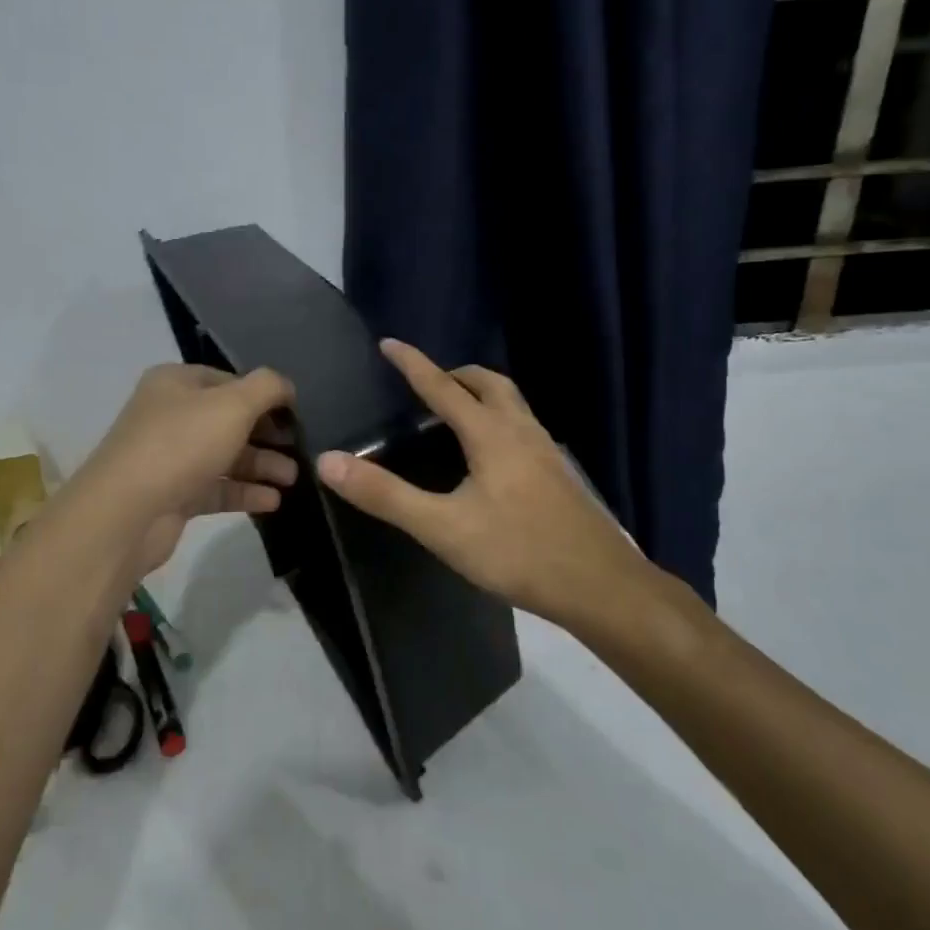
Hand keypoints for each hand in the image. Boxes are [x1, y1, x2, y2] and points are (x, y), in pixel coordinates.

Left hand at [72, 364, 297, 579]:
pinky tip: (272, 501)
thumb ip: (267, 388)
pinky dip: (244, 492)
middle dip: (266, 435)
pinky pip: (216, 488)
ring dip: (260, 465)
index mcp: (176, 383)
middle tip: (299, 449)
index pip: (229, 380)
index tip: (295, 414)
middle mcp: (170, 415)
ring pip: (224, 456)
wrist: (126, 512)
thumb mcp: (233, 404)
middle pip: (228, 420)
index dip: (263, 395)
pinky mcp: (173, 495)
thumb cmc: (182, 443)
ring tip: (292, 479)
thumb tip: (286, 387)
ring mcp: (169, 457)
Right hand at [316, 340, 656, 627]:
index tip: (389, 343)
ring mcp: (546, 452)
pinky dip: (499, 419)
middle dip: (455, 375)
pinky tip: (492, 456)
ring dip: (481, 394)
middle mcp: (521, 431)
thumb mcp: (442, 528)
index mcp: (490, 434)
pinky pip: (523, 426)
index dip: (413, 364)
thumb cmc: (518, 552)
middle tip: (427, 383)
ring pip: (512, 403)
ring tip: (455, 413)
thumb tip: (328, 462)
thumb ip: (385, 495)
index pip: (443, 387)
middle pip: (488, 384)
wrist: (600, 586)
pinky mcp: (558, 475)